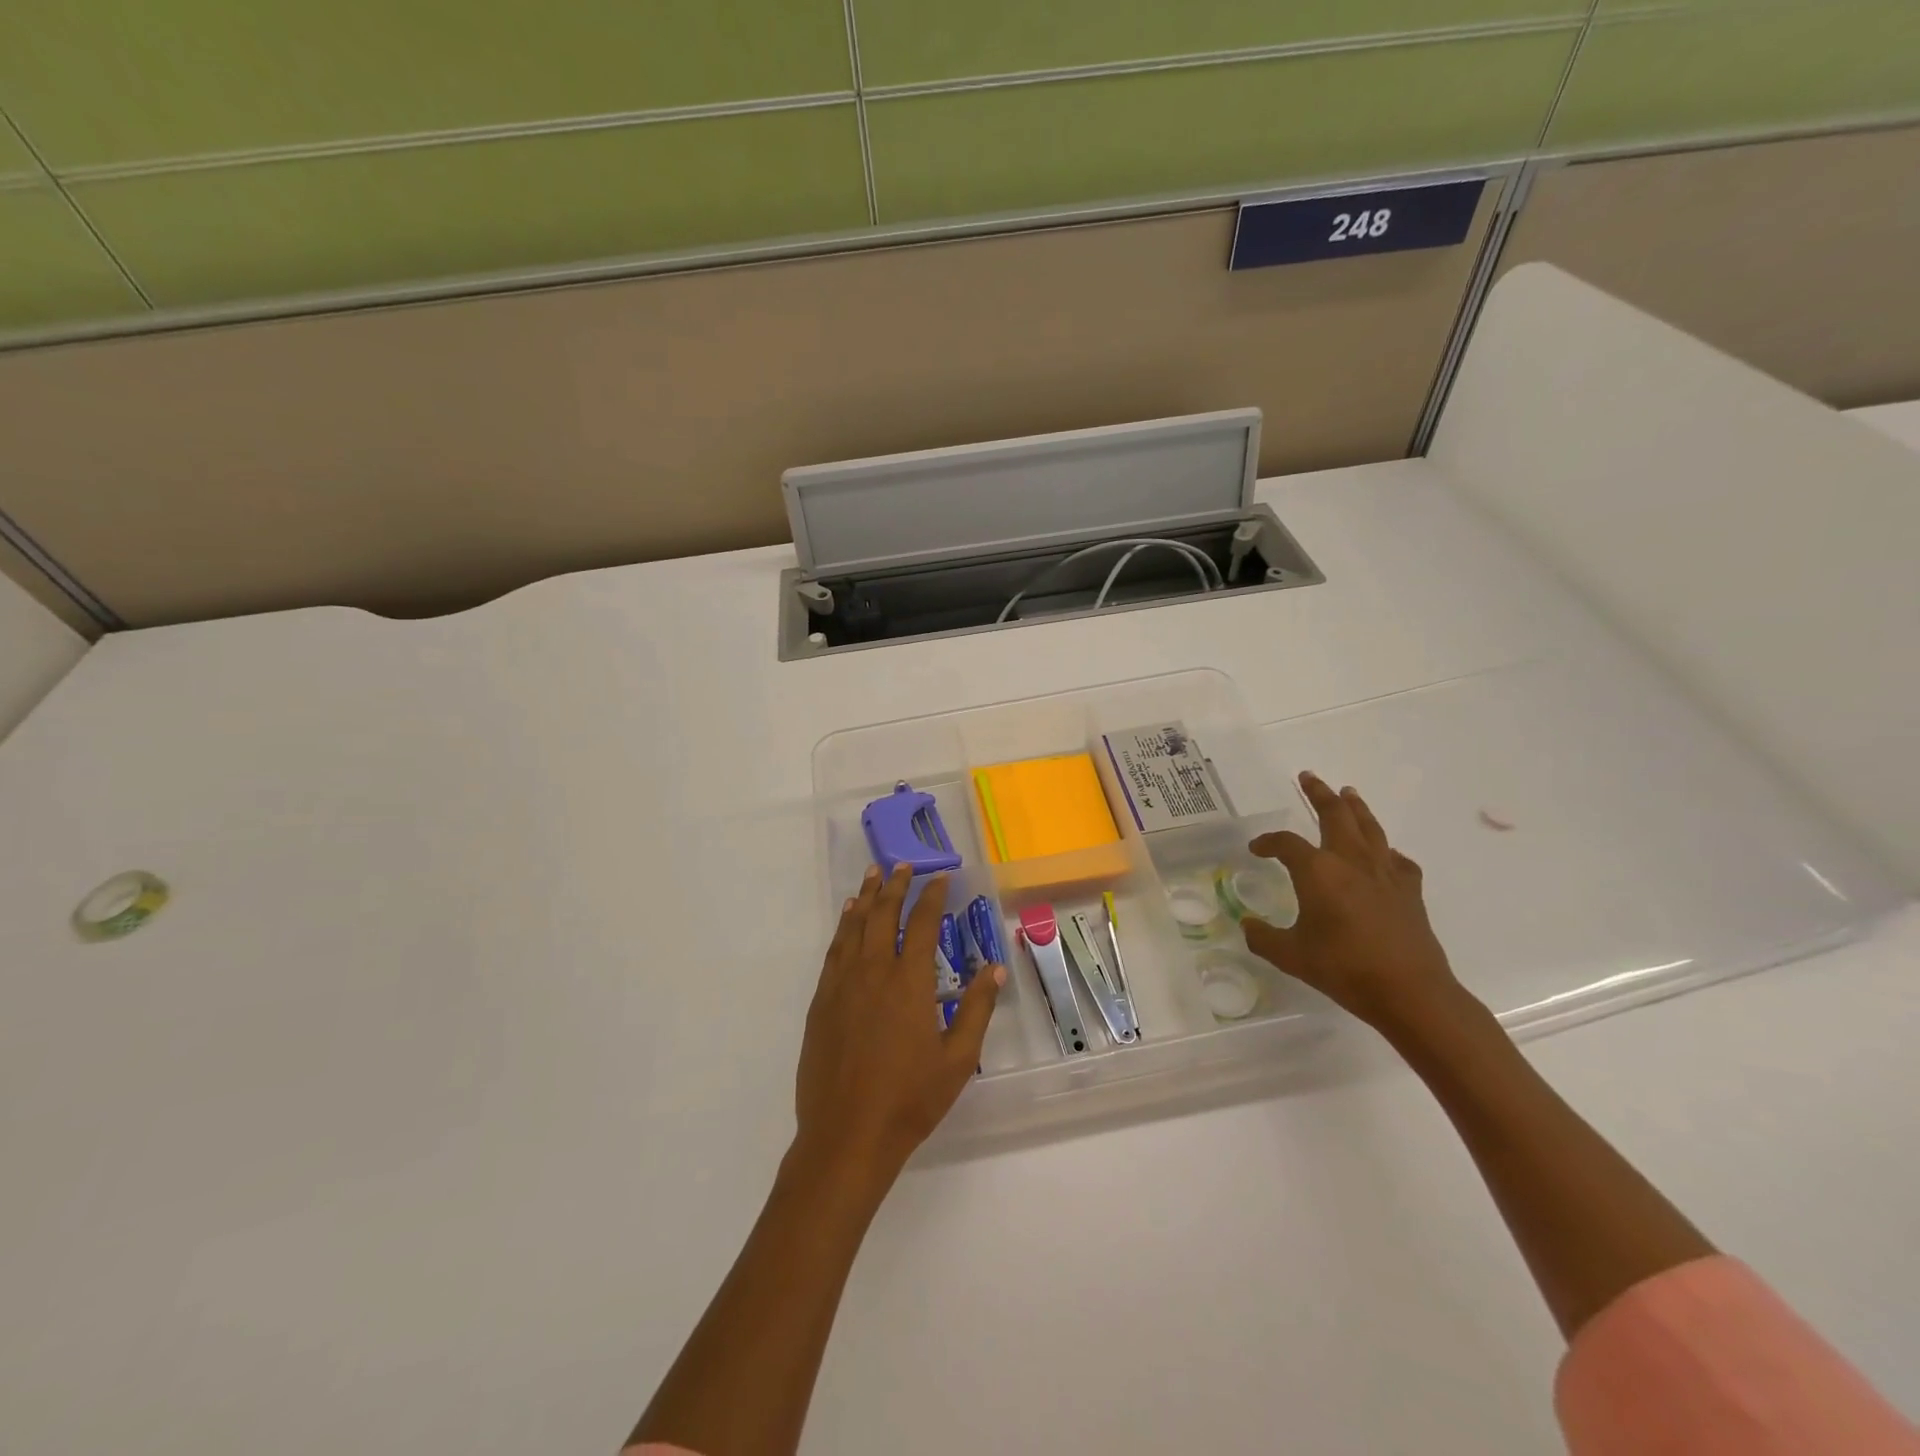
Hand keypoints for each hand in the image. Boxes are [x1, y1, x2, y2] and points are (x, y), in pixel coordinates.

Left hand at [792, 865, 1003, 1191]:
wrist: (846, 1135)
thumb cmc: (909, 1099)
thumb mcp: (957, 1059)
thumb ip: (976, 1009)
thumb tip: (992, 968)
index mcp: (909, 981)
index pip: (921, 924)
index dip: (932, 897)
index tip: (940, 878)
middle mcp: (873, 972)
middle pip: (883, 915)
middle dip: (895, 886)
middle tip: (902, 865)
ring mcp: (842, 985)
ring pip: (854, 927)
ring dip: (865, 898)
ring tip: (872, 875)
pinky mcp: (821, 1002)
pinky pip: (834, 951)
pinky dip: (843, 928)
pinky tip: (848, 919)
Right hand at [1240, 771, 1472, 1039]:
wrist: (1410, 992)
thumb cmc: (1344, 969)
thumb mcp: (1291, 956)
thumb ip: (1264, 938)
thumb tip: (1247, 925)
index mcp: (1318, 872)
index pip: (1286, 844)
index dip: (1268, 842)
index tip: (1257, 848)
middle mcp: (1351, 862)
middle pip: (1335, 815)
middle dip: (1320, 794)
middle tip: (1309, 777)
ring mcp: (1385, 873)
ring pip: (1369, 828)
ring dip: (1355, 808)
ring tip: (1348, 793)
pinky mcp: (1409, 890)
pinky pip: (1396, 859)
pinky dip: (1385, 850)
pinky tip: (1383, 854)